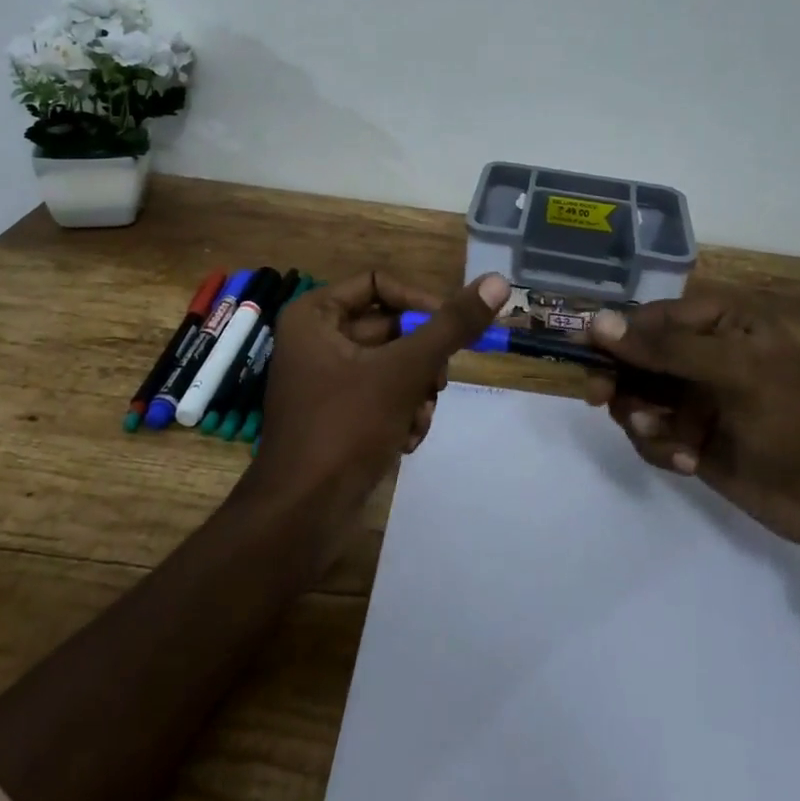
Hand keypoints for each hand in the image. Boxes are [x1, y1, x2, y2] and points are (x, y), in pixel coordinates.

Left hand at [246, 270, 508, 516]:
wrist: (300, 518)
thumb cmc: (345, 429)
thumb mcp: (404, 371)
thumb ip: (451, 326)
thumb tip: (499, 281)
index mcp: (314, 315)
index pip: (380, 283)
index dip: (419, 303)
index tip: (451, 330)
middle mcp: (315, 338)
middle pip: (390, 326)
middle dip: (421, 359)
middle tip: (439, 382)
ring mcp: (325, 378)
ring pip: (391, 364)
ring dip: (416, 390)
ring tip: (419, 417)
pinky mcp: (336, 414)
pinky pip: (381, 394)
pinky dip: (401, 411)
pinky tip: (408, 439)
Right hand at [587, 295, 799, 580]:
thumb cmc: (793, 418)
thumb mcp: (734, 372)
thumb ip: (664, 349)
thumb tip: (597, 323)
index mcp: (719, 322)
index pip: (651, 317)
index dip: (617, 333)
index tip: (586, 351)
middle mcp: (702, 353)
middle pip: (635, 357)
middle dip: (623, 381)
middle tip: (601, 399)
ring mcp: (694, 397)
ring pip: (636, 397)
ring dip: (643, 419)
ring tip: (667, 439)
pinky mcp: (689, 437)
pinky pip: (650, 433)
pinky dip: (661, 446)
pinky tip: (688, 460)